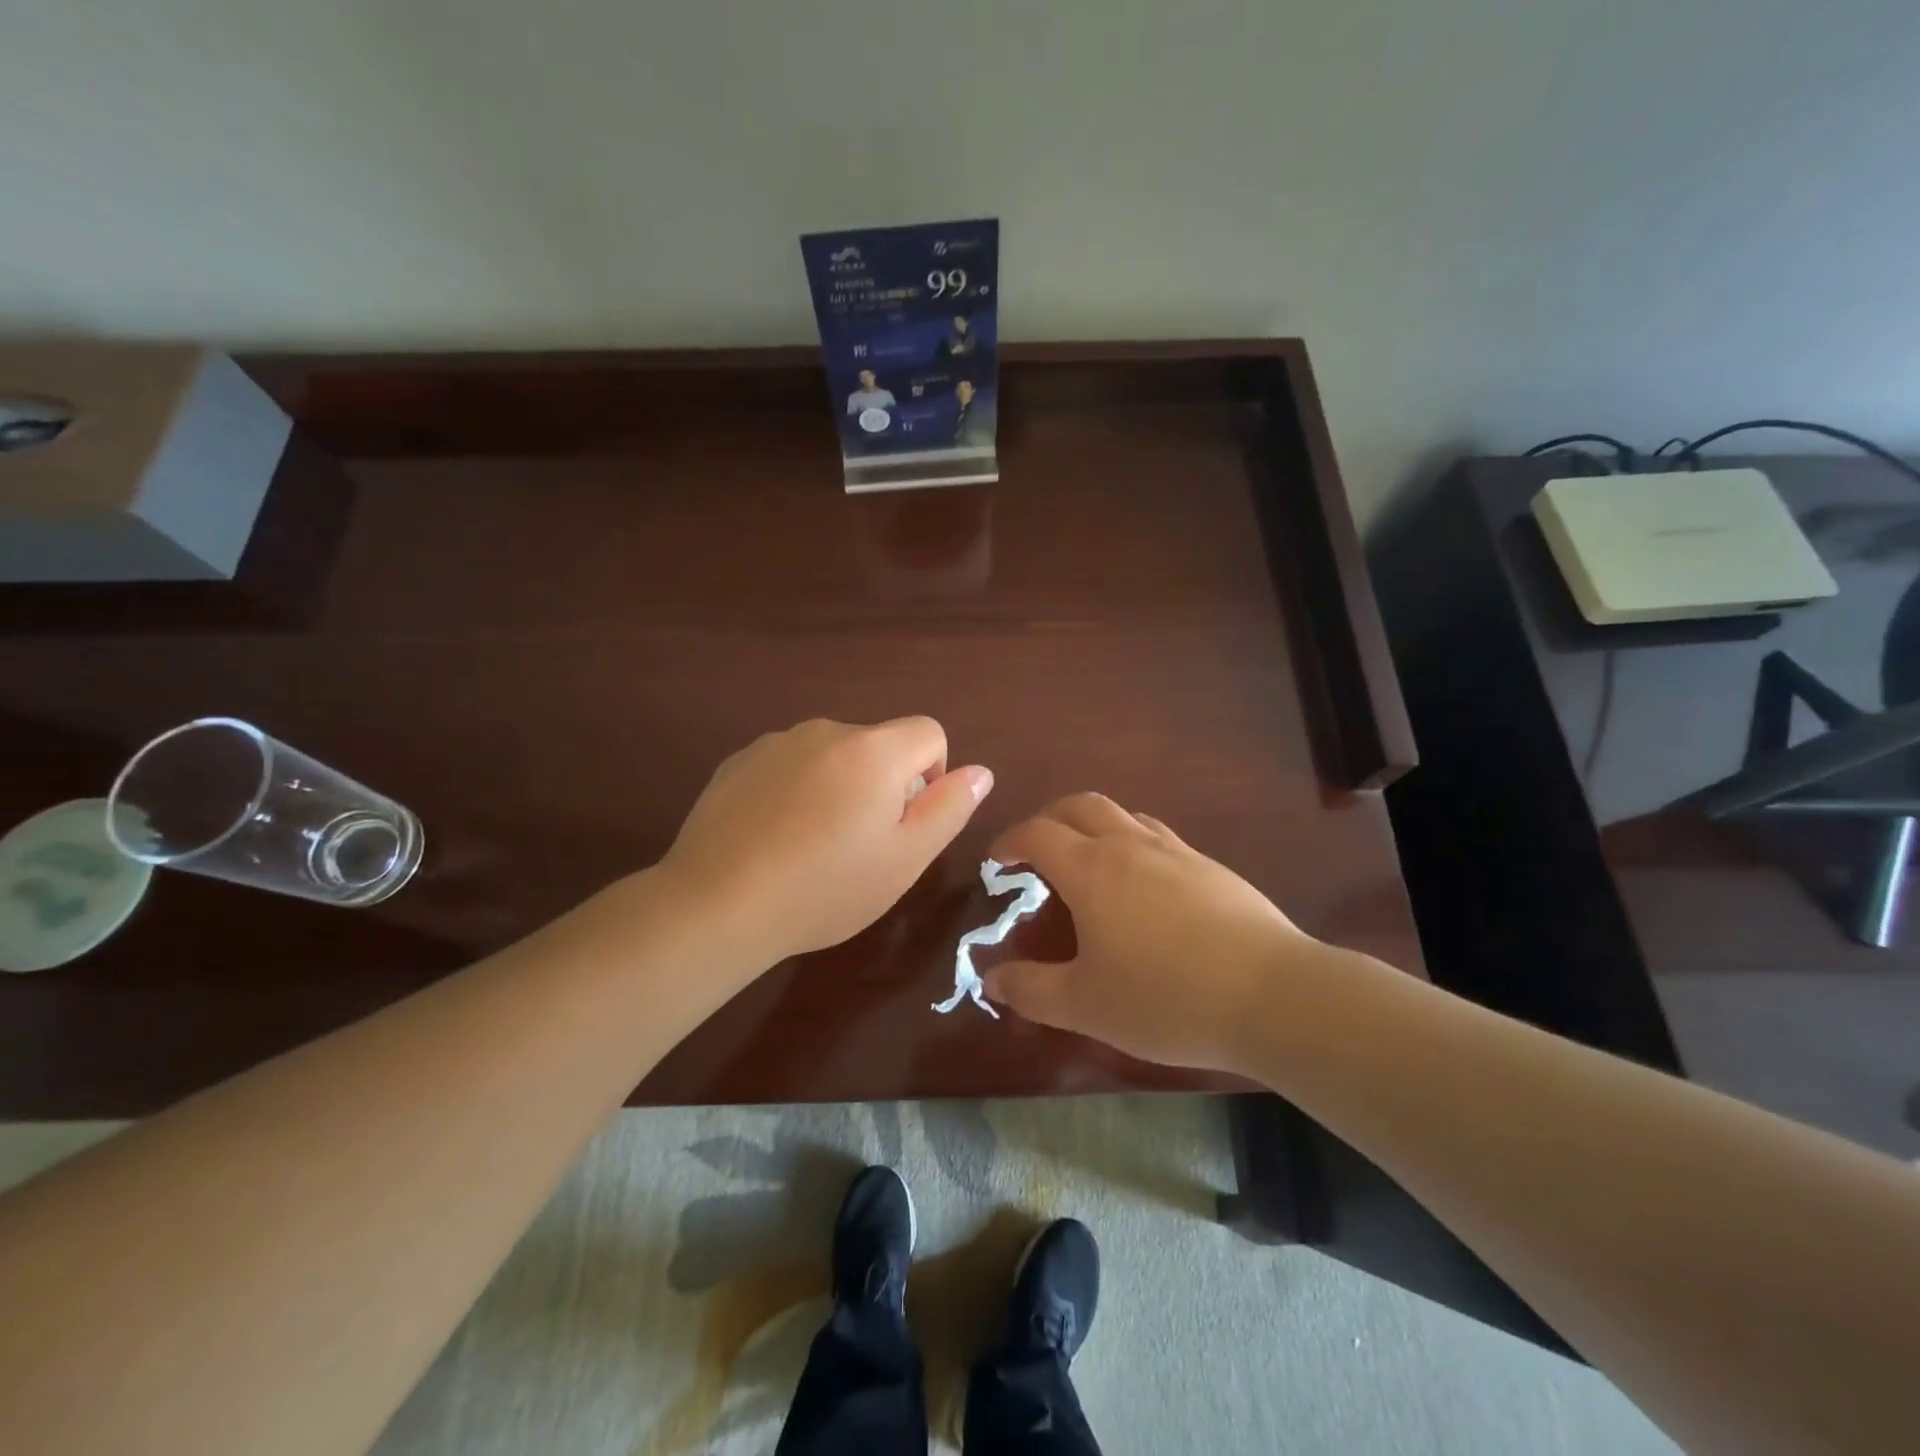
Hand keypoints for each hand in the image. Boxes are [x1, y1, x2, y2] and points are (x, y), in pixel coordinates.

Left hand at [661, 717, 991, 963]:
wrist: (717, 904)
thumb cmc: (826, 888)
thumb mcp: (906, 859)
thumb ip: (949, 807)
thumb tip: (979, 771)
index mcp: (874, 750)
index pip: (929, 732)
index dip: (932, 775)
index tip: (906, 823)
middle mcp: (826, 730)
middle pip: (879, 745)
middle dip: (883, 784)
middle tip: (860, 846)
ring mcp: (777, 742)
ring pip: (833, 755)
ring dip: (839, 786)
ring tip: (812, 845)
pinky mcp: (739, 761)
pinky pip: (790, 764)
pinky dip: (796, 789)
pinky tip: (774, 837)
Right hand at [985, 793, 1316, 1071]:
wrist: (1271, 995)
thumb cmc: (1165, 998)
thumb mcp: (1085, 1005)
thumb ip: (1031, 991)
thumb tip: (991, 979)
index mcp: (1091, 869)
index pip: (1038, 834)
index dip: (1010, 841)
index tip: (997, 861)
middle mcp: (1130, 845)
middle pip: (1080, 806)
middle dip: (1050, 818)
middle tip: (1037, 850)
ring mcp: (1176, 851)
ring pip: (1124, 815)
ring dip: (1094, 826)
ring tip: (1089, 862)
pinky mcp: (1211, 867)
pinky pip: (1158, 836)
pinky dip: (1133, 843)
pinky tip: (1144, 886)